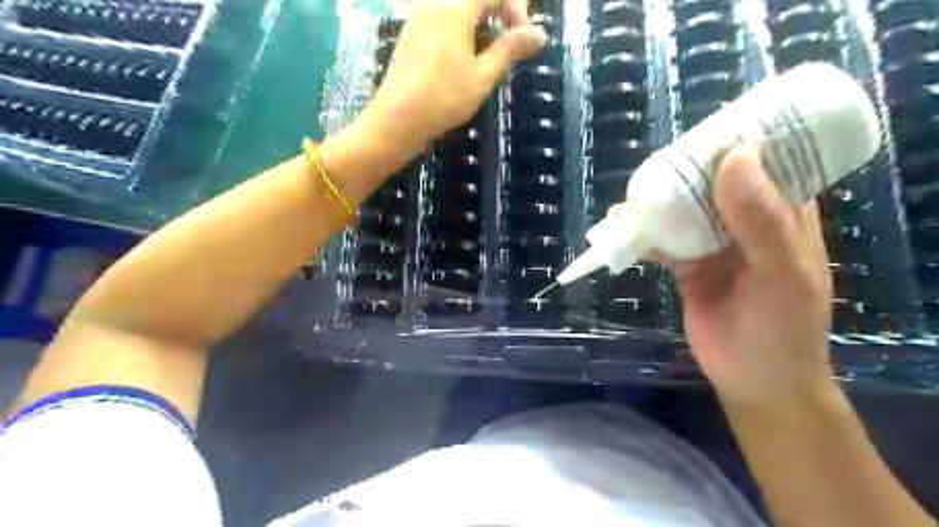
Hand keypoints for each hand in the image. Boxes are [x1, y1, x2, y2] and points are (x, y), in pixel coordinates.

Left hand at [367, 0, 543, 150]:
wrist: (398, 118)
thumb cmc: (444, 98)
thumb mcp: (483, 76)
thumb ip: (509, 49)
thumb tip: (538, 34)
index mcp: (456, 7)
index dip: (516, 9)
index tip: (524, 38)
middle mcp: (435, 2)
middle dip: (498, 13)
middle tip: (510, 42)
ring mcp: (419, 16)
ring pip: (458, 8)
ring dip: (480, 23)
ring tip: (489, 55)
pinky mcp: (411, 33)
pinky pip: (442, 18)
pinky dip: (461, 30)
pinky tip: (464, 59)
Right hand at [654, 146, 831, 409]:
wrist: (753, 380)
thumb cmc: (781, 328)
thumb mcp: (782, 273)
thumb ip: (761, 220)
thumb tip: (733, 156)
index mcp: (783, 215)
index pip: (767, 163)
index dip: (739, 142)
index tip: (705, 129)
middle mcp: (746, 223)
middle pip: (713, 185)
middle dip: (684, 173)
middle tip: (655, 165)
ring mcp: (714, 245)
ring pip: (683, 212)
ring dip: (657, 204)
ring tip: (630, 198)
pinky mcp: (687, 266)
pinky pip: (662, 242)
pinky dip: (642, 236)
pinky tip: (620, 231)